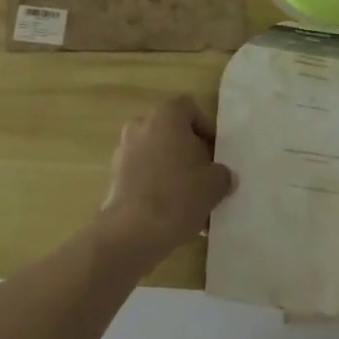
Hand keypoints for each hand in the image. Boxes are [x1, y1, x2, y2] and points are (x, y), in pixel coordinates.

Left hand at [97, 96, 235, 265]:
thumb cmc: (178, 196)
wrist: (133, 230)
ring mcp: (124, 149)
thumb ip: (223, 174)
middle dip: (191, 154)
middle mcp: (141, 125)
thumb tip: (223, 175)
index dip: (206, 129)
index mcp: (165, 117)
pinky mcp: (115, 175)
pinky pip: (144, 174)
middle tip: (206, 179)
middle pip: (172, 133)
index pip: (189, 109)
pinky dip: (158, 187)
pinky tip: (173, 215)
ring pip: (158, 156)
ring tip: (193, 205)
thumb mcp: (214, 185)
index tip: (215, 155)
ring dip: (175, 173)